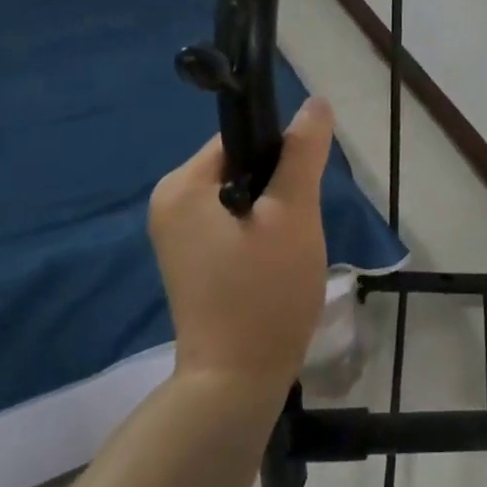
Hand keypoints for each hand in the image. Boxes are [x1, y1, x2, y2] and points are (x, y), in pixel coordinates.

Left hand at [147, 98, 334, 395]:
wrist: (235, 385)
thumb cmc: (263, 292)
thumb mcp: (292, 214)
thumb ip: (302, 153)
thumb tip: (316, 101)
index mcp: (182, 186)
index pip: (241, 138)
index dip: (281, 153)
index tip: (303, 186)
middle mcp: (170, 203)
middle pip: (241, 165)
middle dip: (279, 186)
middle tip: (299, 223)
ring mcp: (177, 235)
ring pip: (242, 195)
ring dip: (274, 210)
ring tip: (289, 246)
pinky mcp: (192, 259)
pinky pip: (233, 221)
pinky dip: (260, 231)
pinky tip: (275, 261)